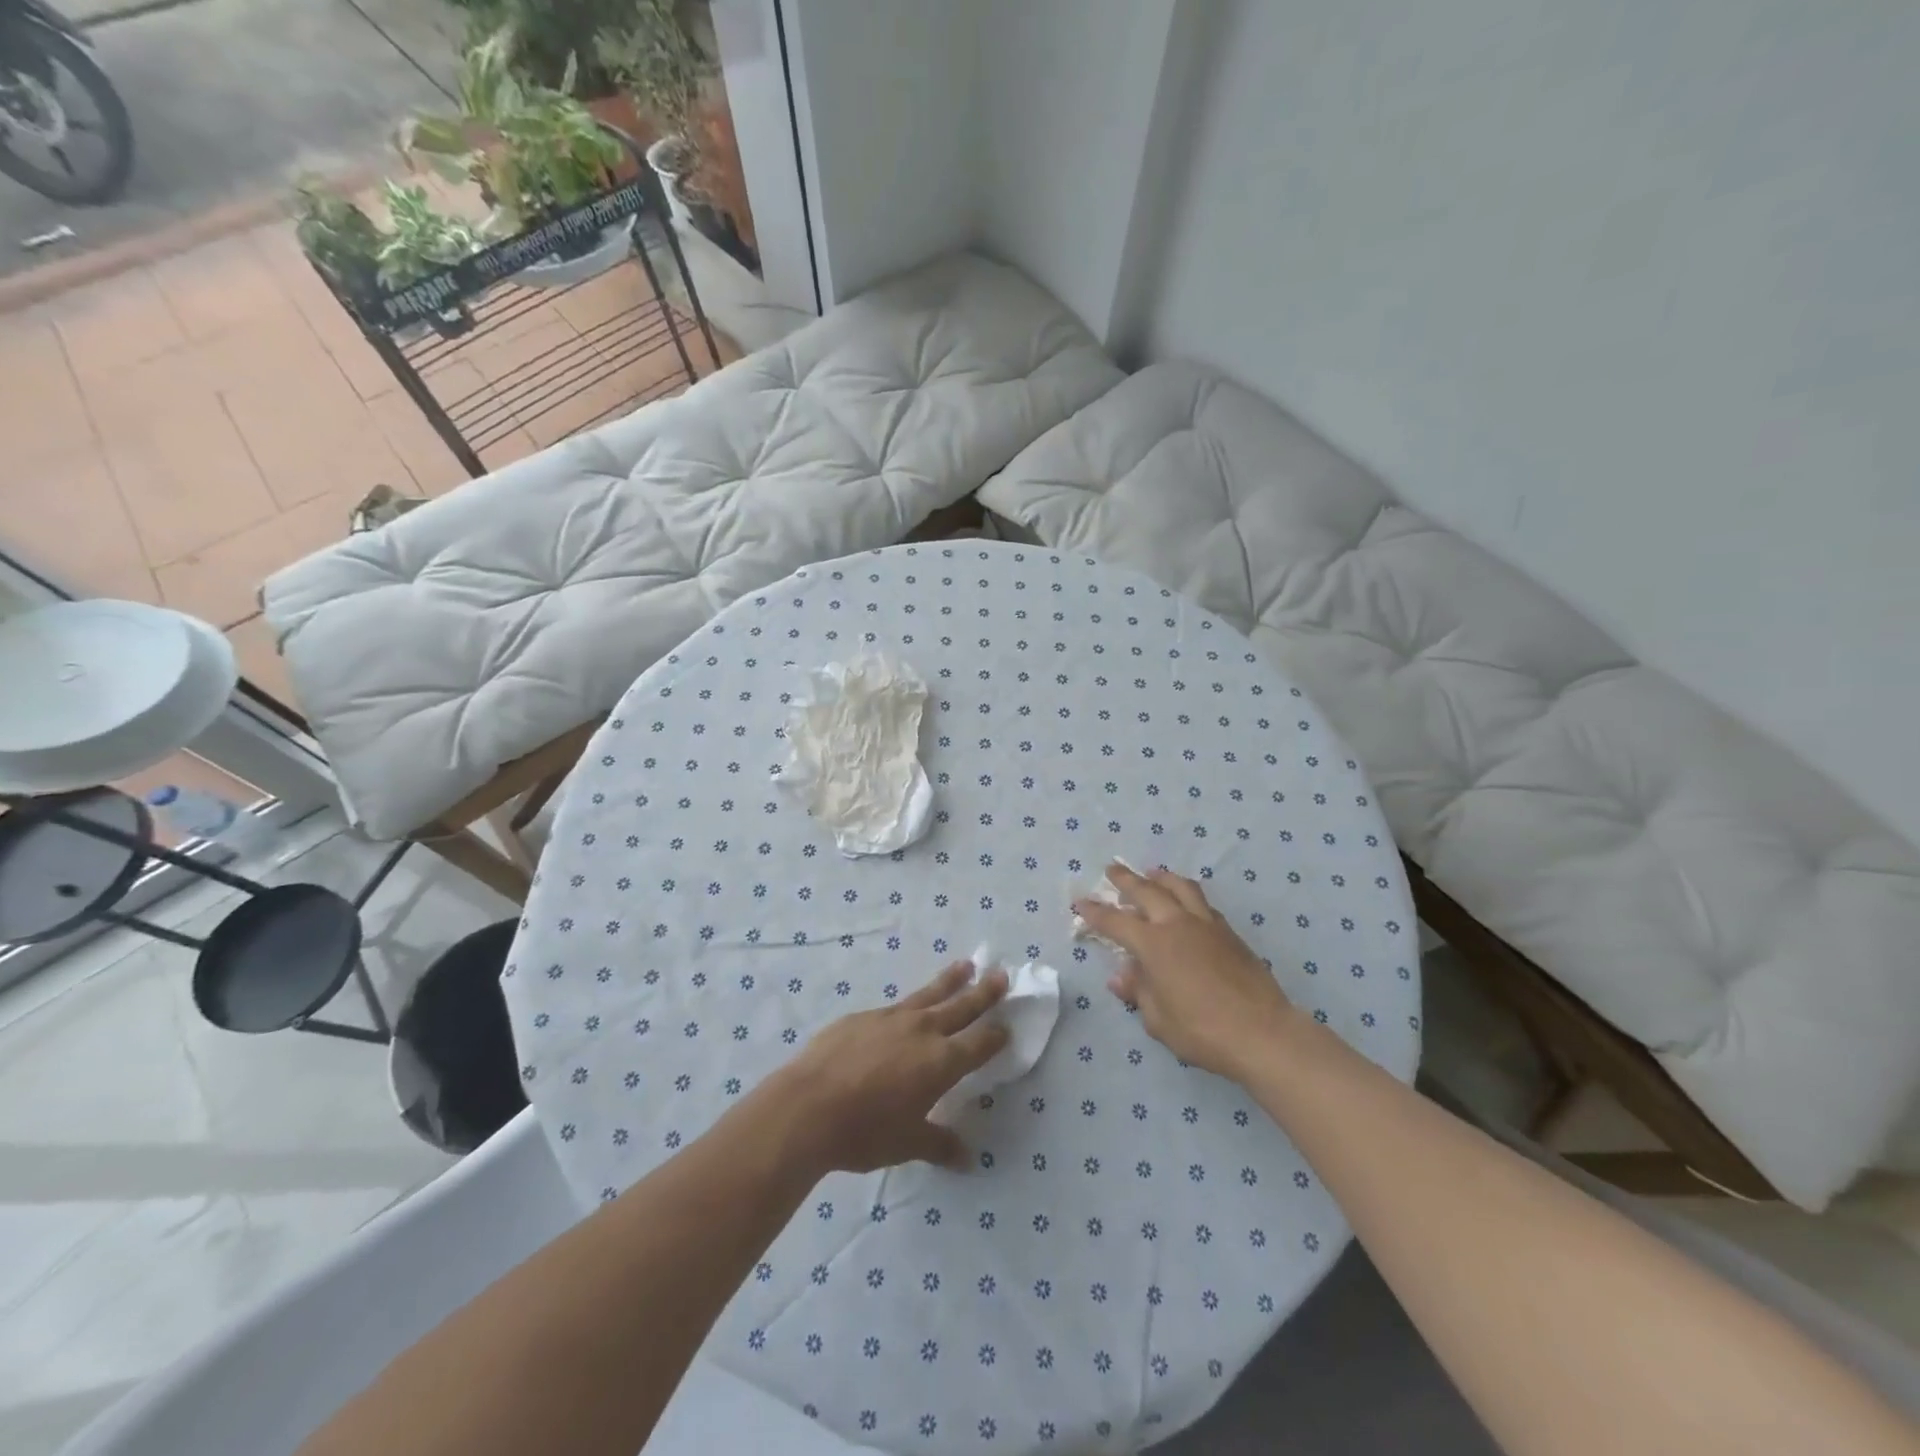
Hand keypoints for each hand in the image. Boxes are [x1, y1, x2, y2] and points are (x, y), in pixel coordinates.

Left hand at [770, 962, 1009, 1175]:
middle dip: (984, 993)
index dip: (995, 1036)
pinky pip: (895, 1006)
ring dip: (949, 981)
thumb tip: (966, 1158)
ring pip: (928, 994)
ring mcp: (891, 1018)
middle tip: (1001, 975)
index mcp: (941, 1062)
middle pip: (961, 1007)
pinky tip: (904, 1010)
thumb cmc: (864, 1131)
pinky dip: (908, 1004)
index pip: (978, 1044)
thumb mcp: (906, 1144)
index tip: (1008, 1026)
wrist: (807, 1106)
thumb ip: (938, 1144)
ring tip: (966, 965)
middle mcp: (922, 1032)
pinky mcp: (862, 1017)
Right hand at [1075, 863, 1293, 1081]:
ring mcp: (1207, 925)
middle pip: (1147, 890)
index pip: (1115, 921)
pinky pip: (1203, 903)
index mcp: (1154, 944)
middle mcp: (1177, 924)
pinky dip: (1188, 896)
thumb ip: (1139, 992)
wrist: (1262, 1033)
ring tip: (1153, 874)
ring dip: (1162, 878)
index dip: (1095, 911)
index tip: (1080, 901)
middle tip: (1113, 870)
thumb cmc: (1202, 1030)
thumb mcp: (1157, 1019)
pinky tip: (1187, 903)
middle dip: (1126, 879)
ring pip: (1181, 887)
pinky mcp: (1230, 933)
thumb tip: (1121, 977)